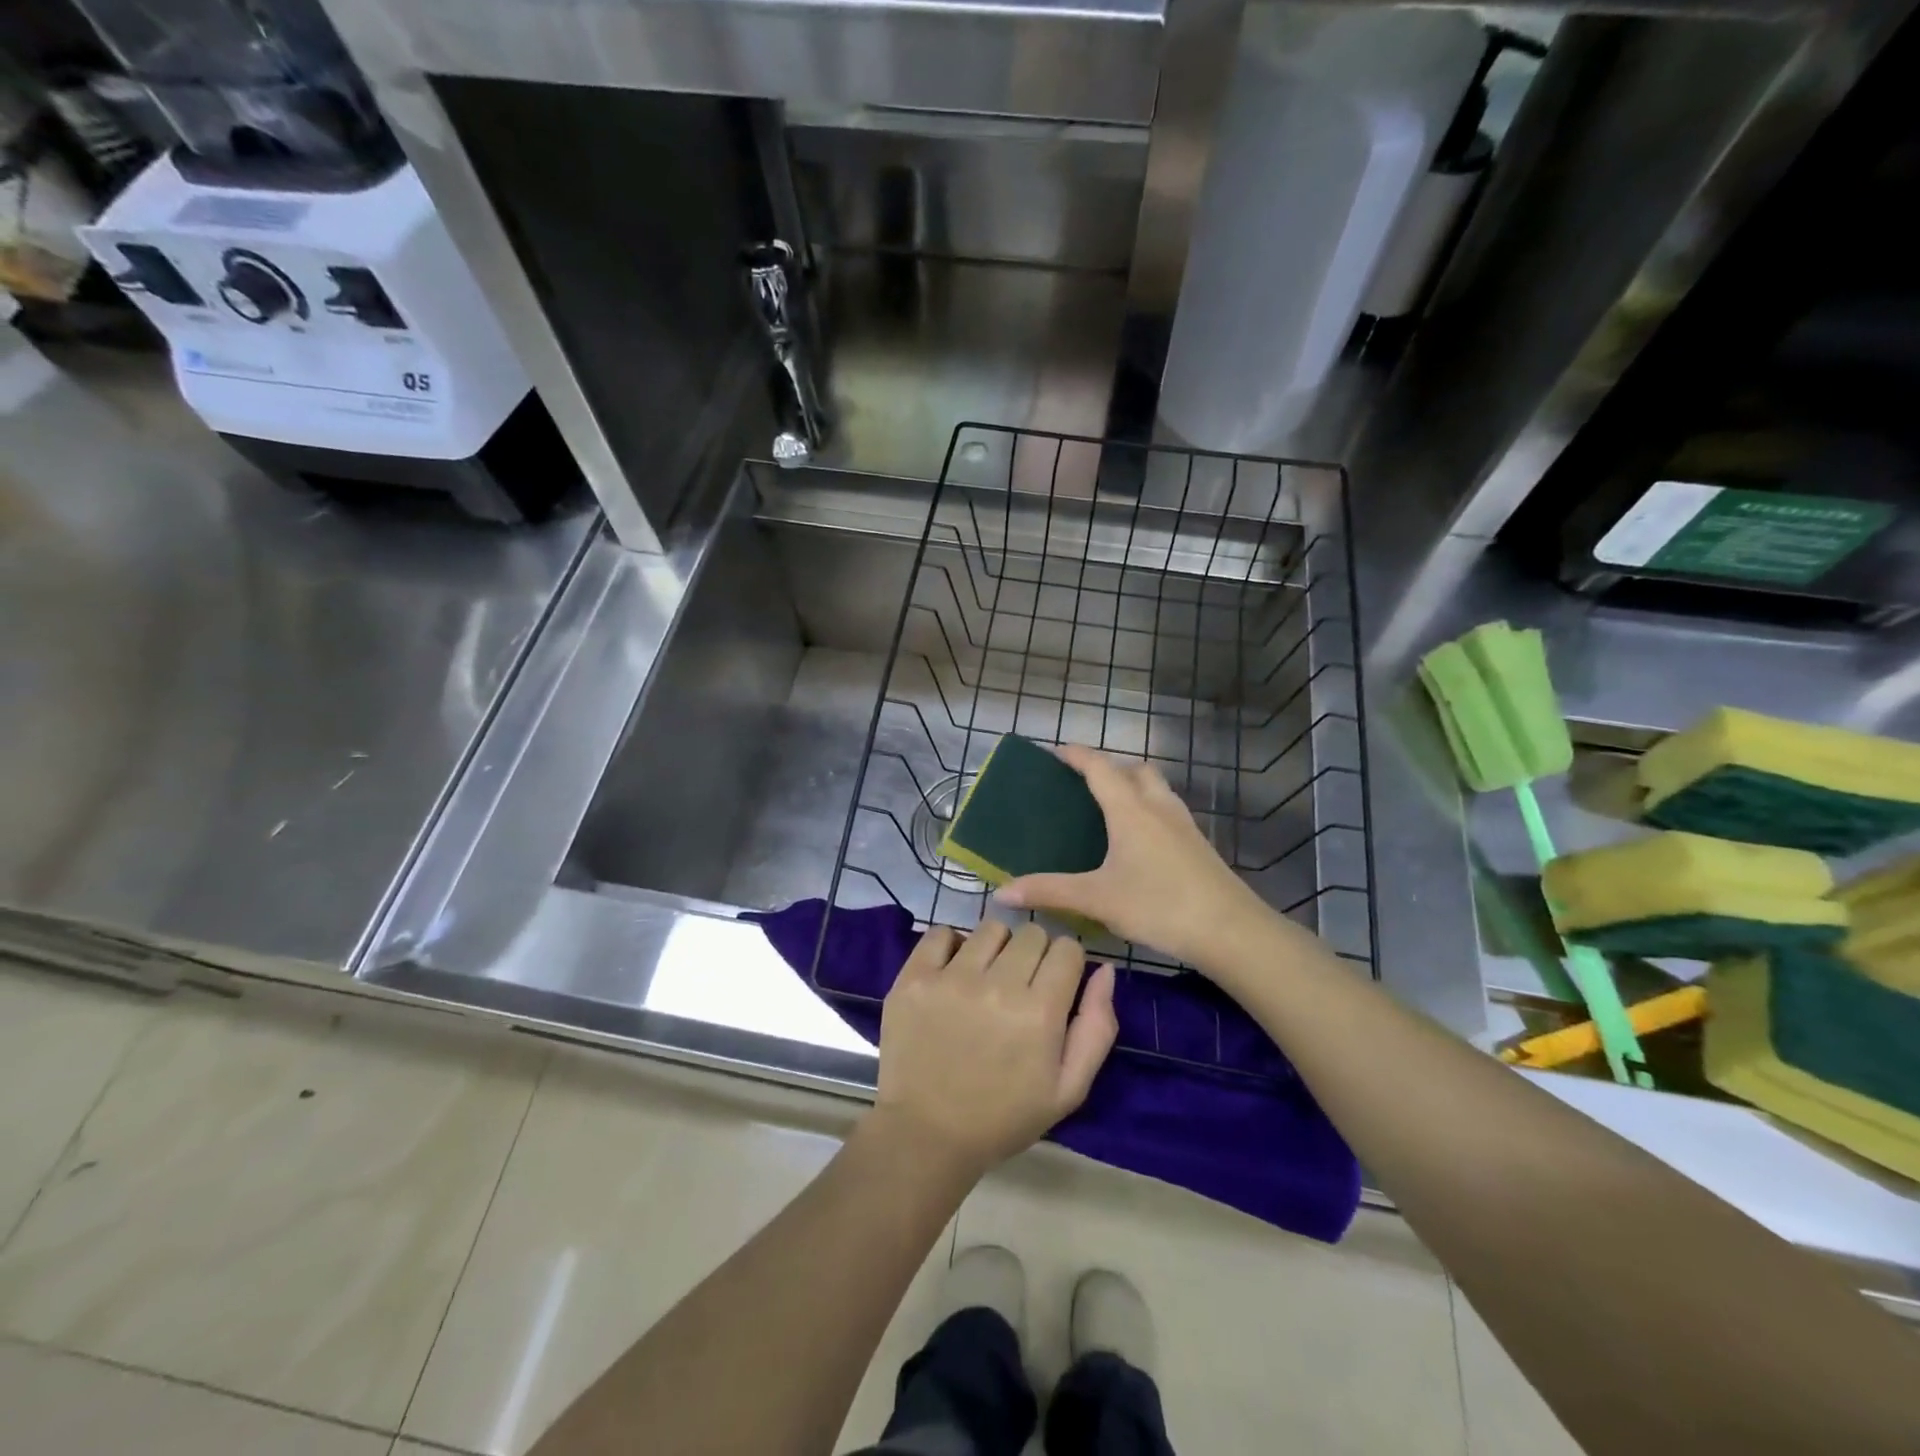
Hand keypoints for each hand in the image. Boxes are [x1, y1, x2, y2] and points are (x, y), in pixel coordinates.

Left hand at [872, 922, 1116, 1180]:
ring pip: (990, 928)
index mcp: (1040, 1013)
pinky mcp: (915, 977)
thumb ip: (1097, 1028)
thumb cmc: (1003, 1116)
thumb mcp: (1068, 1089)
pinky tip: (952, 972)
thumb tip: (1105, 970)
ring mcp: (952, 978)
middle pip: (1032, 933)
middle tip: (1019, 986)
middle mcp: (998, 986)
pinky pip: (940, 932)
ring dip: (995, 948)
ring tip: (985, 978)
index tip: (1054, 985)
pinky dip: (950, 945)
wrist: (926, 1134)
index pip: (1067, 948)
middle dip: (1034, 954)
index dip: (1066, 964)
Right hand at [995, 744, 1275, 969]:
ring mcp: (1183, 824)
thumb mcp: (1097, 899)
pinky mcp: (1198, 844)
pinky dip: (1148, 808)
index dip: (1075, 755)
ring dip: (1132, 784)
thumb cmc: (1158, 905)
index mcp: (1130, 810)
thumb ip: (1049, 891)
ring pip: (1156, 787)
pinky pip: (1167, 809)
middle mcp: (1158, 806)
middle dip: (1108, 767)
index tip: (1054, 752)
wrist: (1230, 930)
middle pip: (1134, 769)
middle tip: (1082, 783)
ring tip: (1109, 807)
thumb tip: (1002, 892)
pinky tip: (1140, 839)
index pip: (1099, 767)